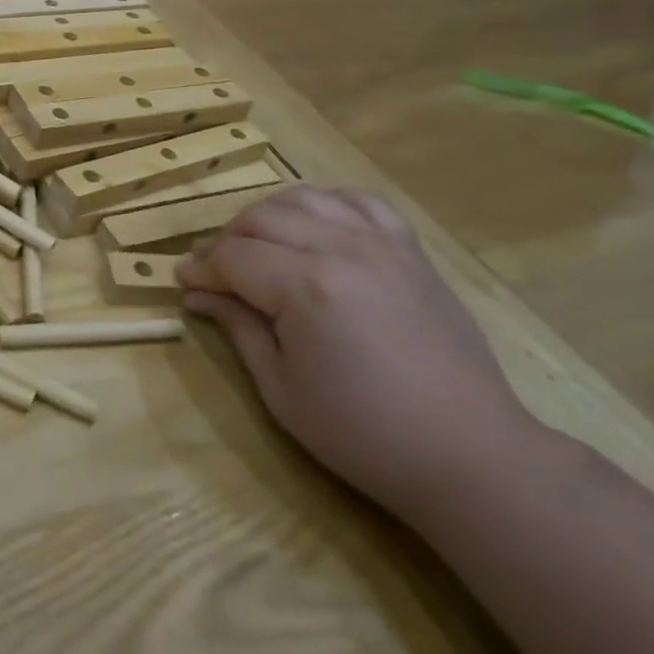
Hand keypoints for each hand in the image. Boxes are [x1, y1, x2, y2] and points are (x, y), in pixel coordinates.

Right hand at [178, 185, 538, 524]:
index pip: (233, 257)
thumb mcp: (282, 390)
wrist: (470, 454)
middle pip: (260, 218)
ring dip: (268, 217)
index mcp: (306, 286)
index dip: (201, 268)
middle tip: (216, 272)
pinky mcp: (410, 249)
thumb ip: (237, 328)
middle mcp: (340, 248)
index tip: (182, 281)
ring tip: (260, 247)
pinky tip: (316, 227)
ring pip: (303, 198)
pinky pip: (358, 200)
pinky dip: (326, 204)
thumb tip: (196, 294)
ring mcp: (380, 243)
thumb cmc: (365, 434)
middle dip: (227, 241)